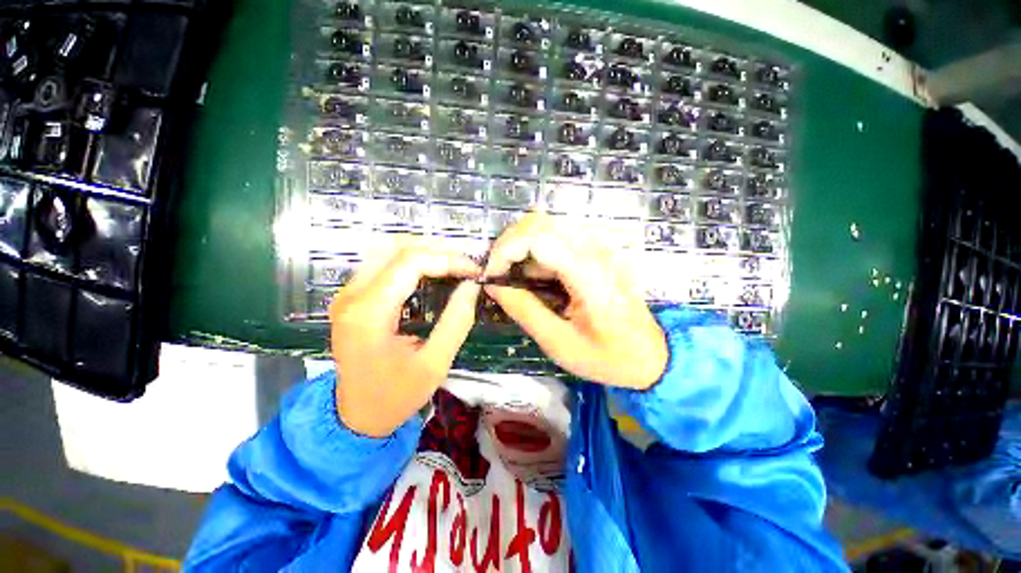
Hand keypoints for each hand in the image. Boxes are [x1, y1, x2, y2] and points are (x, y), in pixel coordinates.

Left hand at [329, 244, 481, 436]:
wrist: (356, 417)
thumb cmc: (395, 396)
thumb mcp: (435, 364)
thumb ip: (457, 320)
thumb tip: (472, 285)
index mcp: (369, 313)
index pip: (410, 262)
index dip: (447, 259)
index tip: (473, 270)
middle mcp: (351, 296)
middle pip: (396, 248)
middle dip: (437, 250)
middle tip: (465, 264)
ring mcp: (347, 294)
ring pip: (387, 249)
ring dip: (423, 251)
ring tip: (452, 263)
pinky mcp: (352, 298)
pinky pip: (382, 263)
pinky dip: (410, 260)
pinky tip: (430, 271)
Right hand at [483, 213, 667, 389]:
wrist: (651, 355)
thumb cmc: (607, 356)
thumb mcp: (559, 343)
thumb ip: (524, 310)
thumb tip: (492, 285)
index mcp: (588, 272)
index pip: (537, 237)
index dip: (505, 251)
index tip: (490, 276)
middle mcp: (593, 250)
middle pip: (538, 223)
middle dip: (508, 245)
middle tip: (496, 275)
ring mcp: (595, 248)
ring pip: (544, 227)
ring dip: (519, 248)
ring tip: (509, 278)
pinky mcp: (593, 252)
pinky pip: (554, 240)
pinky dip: (533, 254)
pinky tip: (531, 279)